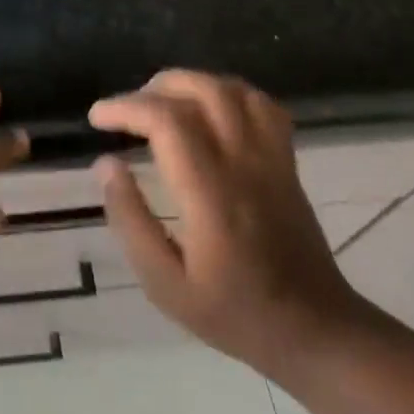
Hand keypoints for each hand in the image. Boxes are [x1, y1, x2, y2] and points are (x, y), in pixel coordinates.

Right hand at [89, 70, 366, 374]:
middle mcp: (243, 163)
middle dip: (153, 88)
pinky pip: (261, 104)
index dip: (126, 108)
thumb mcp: (165, 285)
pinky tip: (209, 109)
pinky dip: (228, 92)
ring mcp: (271, 157)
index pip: (167, 121)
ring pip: (231, 89)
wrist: (315, 331)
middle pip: (200, 90)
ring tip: (161, 104)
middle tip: (126, 111)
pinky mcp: (286, 160)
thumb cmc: (234, 312)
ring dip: (189, 83)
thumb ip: (131, 220)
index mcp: (211, 194)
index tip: (97, 119)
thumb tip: (106, 164)